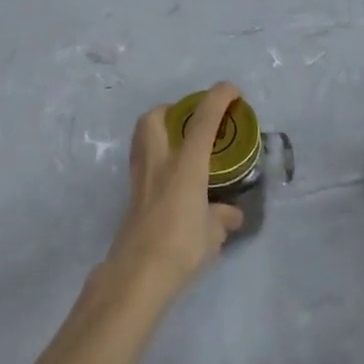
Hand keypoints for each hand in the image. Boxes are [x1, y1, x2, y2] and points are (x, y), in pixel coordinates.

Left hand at [108, 82, 245, 293]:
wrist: (137, 274)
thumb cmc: (181, 246)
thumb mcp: (213, 234)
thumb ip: (222, 218)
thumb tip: (232, 215)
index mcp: (185, 164)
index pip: (203, 120)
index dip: (217, 98)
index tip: (231, 90)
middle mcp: (159, 162)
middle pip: (154, 117)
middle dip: (172, 109)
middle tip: (191, 120)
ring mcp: (140, 178)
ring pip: (142, 138)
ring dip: (159, 130)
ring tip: (180, 145)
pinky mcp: (131, 196)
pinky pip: (142, 163)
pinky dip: (156, 158)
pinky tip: (171, 178)